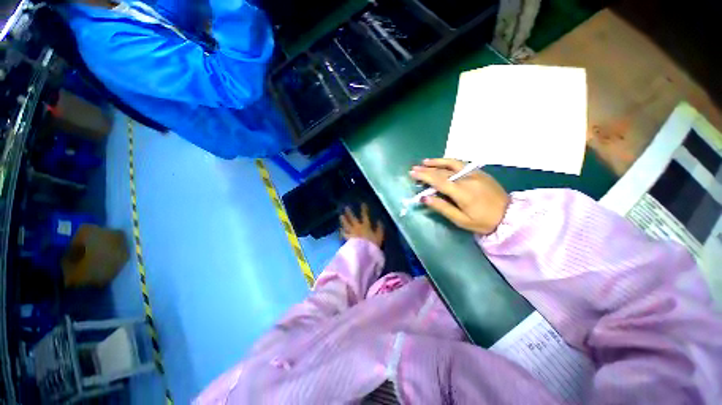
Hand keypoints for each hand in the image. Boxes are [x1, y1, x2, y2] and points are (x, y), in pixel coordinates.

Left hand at [340, 203, 384, 247]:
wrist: (364, 252)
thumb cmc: (373, 244)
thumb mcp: (380, 236)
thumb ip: (379, 228)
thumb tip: (380, 221)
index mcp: (366, 226)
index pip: (365, 216)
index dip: (364, 209)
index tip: (362, 204)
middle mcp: (357, 227)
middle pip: (353, 219)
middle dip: (350, 213)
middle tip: (346, 207)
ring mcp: (351, 233)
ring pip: (346, 225)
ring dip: (343, 220)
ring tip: (341, 216)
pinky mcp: (348, 239)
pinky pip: (344, 234)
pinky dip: (342, 231)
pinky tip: (340, 229)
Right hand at [410, 158, 509, 234]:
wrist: (510, 215)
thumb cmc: (483, 221)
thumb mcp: (461, 220)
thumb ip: (442, 207)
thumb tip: (424, 198)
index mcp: (462, 192)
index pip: (438, 180)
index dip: (424, 176)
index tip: (412, 173)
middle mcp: (467, 179)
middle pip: (443, 171)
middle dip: (427, 169)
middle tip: (414, 168)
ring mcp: (475, 173)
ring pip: (452, 163)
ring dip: (437, 162)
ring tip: (425, 162)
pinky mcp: (480, 172)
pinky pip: (461, 164)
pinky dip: (448, 162)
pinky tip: (442, 163)